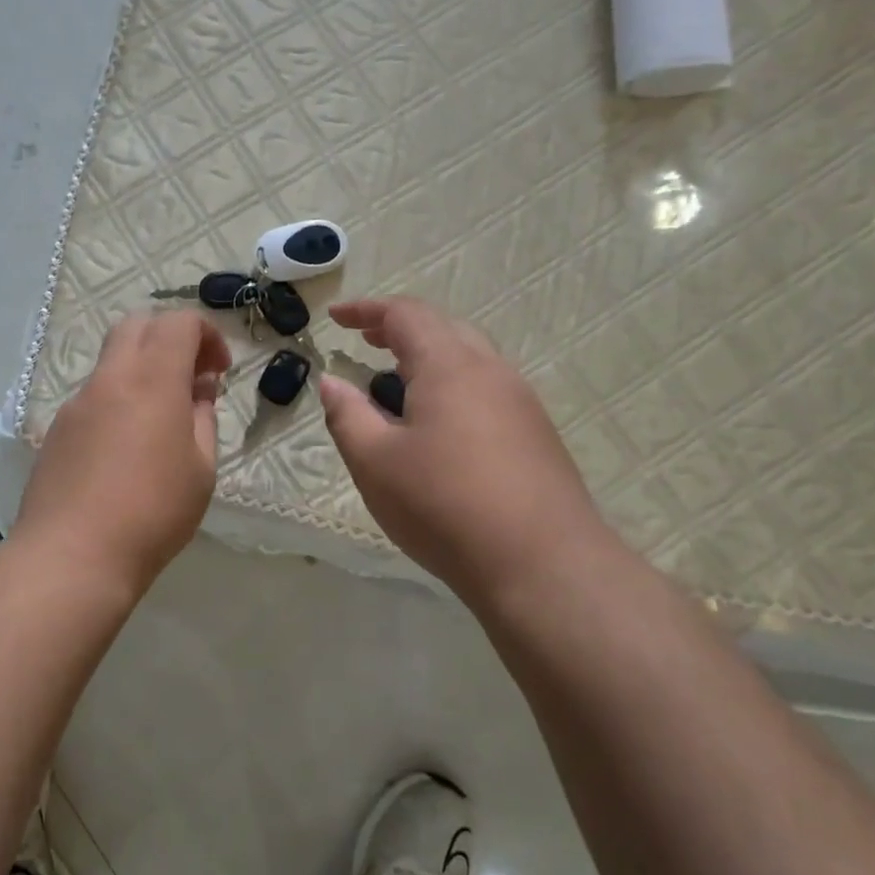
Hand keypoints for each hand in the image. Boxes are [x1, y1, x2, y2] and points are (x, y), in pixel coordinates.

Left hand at [16, 310, 231, 595]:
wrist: (73, 555)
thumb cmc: (153, 513)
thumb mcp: (201, 469)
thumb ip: (202, 418)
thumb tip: (199, 389)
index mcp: (152, 380)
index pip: (178, 322)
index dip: (206, 334)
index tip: (218, 370)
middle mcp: (110, 379)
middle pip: (137, 326)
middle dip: (170, 337)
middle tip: (191, 377)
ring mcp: (77, 403)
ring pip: (112, 361)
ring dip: (142, 370)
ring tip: (161, 419)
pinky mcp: (57, 430)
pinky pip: (94, 396)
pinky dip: (118, 399)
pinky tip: (126, 449)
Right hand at [318, 297, 612, 611]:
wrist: (542, 564)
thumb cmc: (444, 505)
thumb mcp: (375, 462)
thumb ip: (347, 415)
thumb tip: (332, 381)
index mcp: (449, 365)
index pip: (405, 315)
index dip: (367, 310)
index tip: (336, 317)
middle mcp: (491, 371)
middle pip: (444, 329)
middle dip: (400, 329)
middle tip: (367, 342)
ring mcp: (521, 402)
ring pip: (470, 359)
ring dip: (429, 358)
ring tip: (397, 384)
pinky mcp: (536, 434)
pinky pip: (487, 390)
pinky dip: (452, 386)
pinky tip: (438, 425)